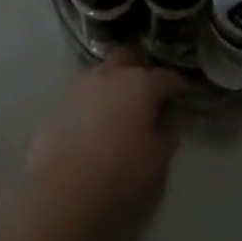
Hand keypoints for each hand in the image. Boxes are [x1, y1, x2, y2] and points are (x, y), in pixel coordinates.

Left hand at [13, 51, 185, 240]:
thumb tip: (166, 127)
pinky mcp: (59, 101)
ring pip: (102, 71)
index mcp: (140, 84)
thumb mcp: (157, 157)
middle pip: (128, 57)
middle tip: (147, 86)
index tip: (182, 92)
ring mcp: (81, 85)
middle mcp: (111, 75)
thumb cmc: (120, 167)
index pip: (165, 76)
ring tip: (119, 101)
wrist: (64, 182)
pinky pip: (83, 91)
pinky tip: (95, 117)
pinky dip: (93, 99)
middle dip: (140, 66)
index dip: (176, 83)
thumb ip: (166, 136)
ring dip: (113, 80)